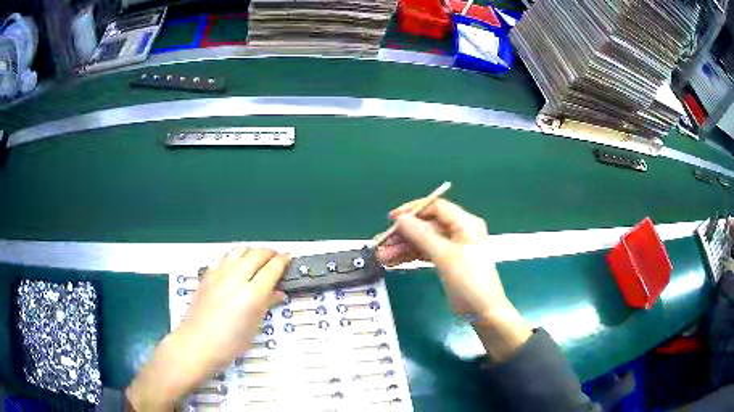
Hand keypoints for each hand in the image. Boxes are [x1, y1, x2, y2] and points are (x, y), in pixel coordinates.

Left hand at [126, 248, 288, 410]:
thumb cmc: (229, 344)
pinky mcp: (207, 275)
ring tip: (258, 258)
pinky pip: (223, 257)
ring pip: (239, 251)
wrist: (197, 343)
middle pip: (256, 255)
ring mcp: (219, 275)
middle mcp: (235, 279)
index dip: (282, 261)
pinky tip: (236, 263)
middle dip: (269, 253)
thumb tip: (278, 293)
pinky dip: (234, 256)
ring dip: (252, 251)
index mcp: (251, 295)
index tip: (288, 258)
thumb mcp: (253, 328)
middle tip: (276, 257)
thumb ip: (266, 305)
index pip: (271, 269)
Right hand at [376, 199, 531, 360]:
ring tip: (382, 257)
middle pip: (427, 226)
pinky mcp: (448, 261)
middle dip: (404, 235)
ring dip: (404, 248)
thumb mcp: (444, 255)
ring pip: (424, 241)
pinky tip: (393, 262)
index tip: (392, 219)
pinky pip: (427, 253)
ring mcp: (454, 247)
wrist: (483, 311)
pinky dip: (411, 257)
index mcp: (465, 223)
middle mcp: (460, 231)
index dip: (413, 211)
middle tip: (382, 244)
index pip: (436, 207)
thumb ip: (421, 235)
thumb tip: (401, 218)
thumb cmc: (468, 280)